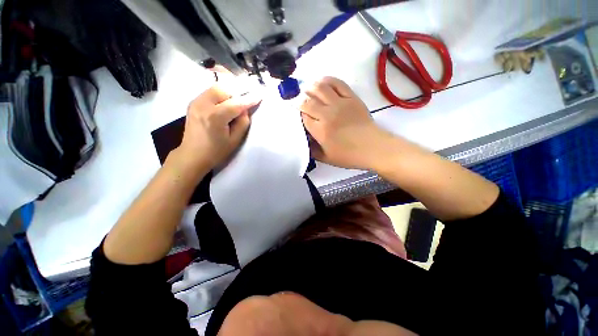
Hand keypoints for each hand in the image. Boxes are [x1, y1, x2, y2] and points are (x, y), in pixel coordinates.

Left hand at [177, 84, 261, 172]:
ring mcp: (195, 102)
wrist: (192, 155)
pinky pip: (210, 92)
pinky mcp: (193, 103)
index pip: (236, 103)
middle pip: (223, 89)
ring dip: (229, 92)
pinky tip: (225, 103)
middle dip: (237, 92)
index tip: (260, 94)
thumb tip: (245, 109)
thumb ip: (243, 123)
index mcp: (215, 117)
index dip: (249, 99)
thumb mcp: (235, 140)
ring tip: (236, 101)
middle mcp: (203, 105)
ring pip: (216, 87)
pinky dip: (220, 94)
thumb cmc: (216, 151)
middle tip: (246, 99)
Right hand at [300, 77, 392, 169]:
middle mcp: (328, 114)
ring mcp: (340, 103)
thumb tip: (303, 139)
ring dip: (311, 88)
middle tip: (301, 104)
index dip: (299, 115)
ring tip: (308, 91)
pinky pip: (337, 83)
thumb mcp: (326, 158)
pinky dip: (327, 80)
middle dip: (301, 102)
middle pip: (308, 101)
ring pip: (320, 88)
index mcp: (321, 131)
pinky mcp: (351, 97)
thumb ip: (311, 150)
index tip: (300, 116)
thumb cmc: (348, 155)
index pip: (303, 117)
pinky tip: (322, 83)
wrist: (373, 147)